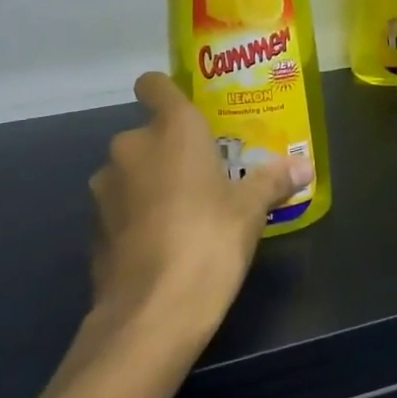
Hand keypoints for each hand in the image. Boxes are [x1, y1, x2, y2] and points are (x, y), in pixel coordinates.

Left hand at [88, 73, 313, 341]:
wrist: (151, 312)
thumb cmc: (209, 240)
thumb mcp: (251, 210)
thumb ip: (272, 180)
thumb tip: (304, 166)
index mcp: (171, 129)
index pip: (154, 85)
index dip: (165, 91)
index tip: (185, 110)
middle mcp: (130, 147)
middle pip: (147, 135)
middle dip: (168, 152)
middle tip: (202, 177)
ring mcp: (104, 188)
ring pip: (129, 173)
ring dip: (149, 185)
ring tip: (181, 214)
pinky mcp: (92, 228)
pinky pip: (118, 210)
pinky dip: (134, 218)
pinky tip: (159, 246)